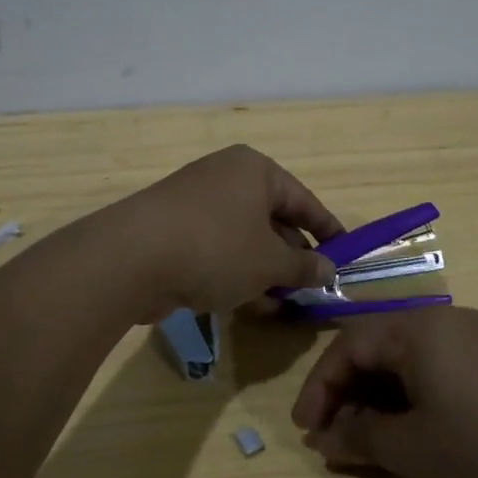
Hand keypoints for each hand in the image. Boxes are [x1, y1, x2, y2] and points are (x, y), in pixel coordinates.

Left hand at [117, 145, 343, 315]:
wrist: (131, 259)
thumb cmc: (216, 248)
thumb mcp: (270, 262)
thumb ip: (303, 267)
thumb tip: (328, 271)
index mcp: (255, 171)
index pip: (304, 200)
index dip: (327, 230)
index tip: (345, 256)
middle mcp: (226, 178)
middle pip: (273, 220)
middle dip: (292, 258)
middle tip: (311, 289)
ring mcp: (196, 204)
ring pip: (244, 239)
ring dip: (265, 272)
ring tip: (284, 305)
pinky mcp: (174, 231)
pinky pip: (218, 251)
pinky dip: (236, 274)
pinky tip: (249, 306)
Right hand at [291, 307, 477, 477]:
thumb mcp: (416, 450)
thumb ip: (360, 436)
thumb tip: (325, 437)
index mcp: (421, 328)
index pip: (349, 345)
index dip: (319, 388)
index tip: (307, 433)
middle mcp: (451, 321)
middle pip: (381, 348)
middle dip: (350, 393)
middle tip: (336, 440)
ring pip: (414, 361)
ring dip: (384, 399)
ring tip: (375, 443)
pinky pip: (446, 371)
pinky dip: (420, 400)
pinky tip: (424, 435)